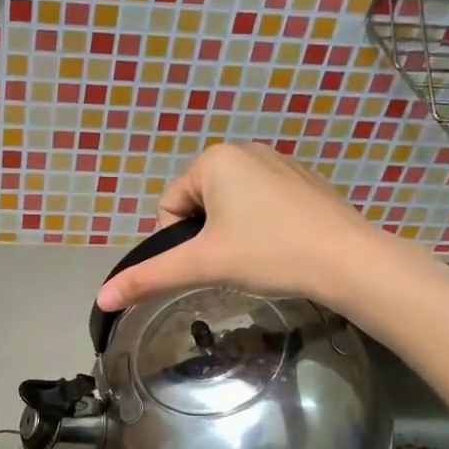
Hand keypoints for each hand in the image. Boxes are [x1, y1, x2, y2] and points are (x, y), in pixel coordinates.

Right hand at [95, 143, 386, 313]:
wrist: (348, 260)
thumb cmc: (268, 254)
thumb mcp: (202, 265)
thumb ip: (149, 277)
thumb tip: (101, 297)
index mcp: (214, 160)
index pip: (170, 206)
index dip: (179, 242)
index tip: (208, 262)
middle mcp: (244, 150)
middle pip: (199, 203)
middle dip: (207, 236)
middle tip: (232, 263)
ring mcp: (279, 162)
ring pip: (232, 205)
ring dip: (232, 232)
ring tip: (258, 257)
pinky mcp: (304, 180)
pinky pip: (263, 202)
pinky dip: (262, 225)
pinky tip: (281, 246)